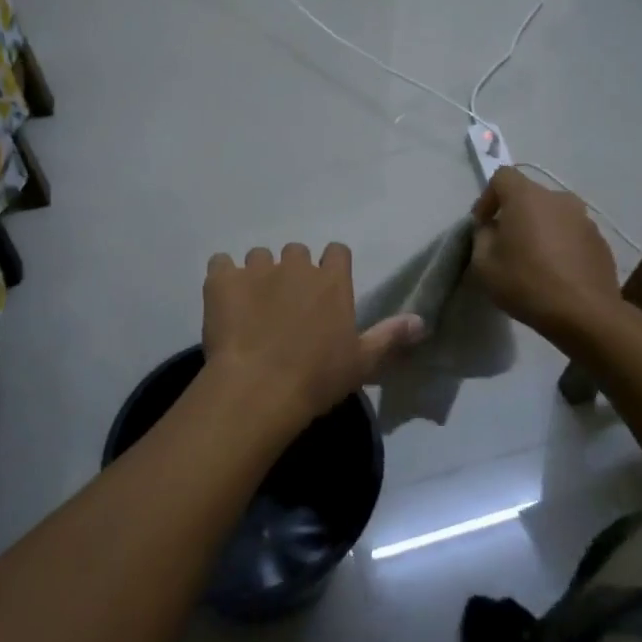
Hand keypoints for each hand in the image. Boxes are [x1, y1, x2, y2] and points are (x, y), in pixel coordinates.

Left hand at [203, 243, 423, 430]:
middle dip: (292, 272)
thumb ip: (390, 336)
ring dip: (258, 275)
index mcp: (332, 280)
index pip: (337, 252)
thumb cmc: (316, 378)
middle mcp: (296, 266)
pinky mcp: (221, 280)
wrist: (259, 389)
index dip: (330, 268)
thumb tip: (421, 320)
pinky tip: (223, 302)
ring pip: (258, 257)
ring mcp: (256, 269)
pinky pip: (220, 263)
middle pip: (296, 252)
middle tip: (286, 305)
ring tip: (252, 307)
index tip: (324, 292)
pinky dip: (222, 278)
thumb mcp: (362, 363)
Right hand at [469, 168, 620, 348]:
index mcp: (527, 197)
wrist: (584, 313)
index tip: (483, 225)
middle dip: (514, 214)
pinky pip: (571, 234)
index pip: (502, 176)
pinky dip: (559, 244)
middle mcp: (559, 199)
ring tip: (533, 260)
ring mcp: (584, 219)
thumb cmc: (526, 283)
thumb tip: (492, 228)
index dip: (487, 197)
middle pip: (529, 195)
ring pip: (552, 215)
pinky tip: (555, 272)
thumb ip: (482, 236)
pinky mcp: (600, 241)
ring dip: (539, 229)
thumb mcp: (484, 263)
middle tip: (505, 244)